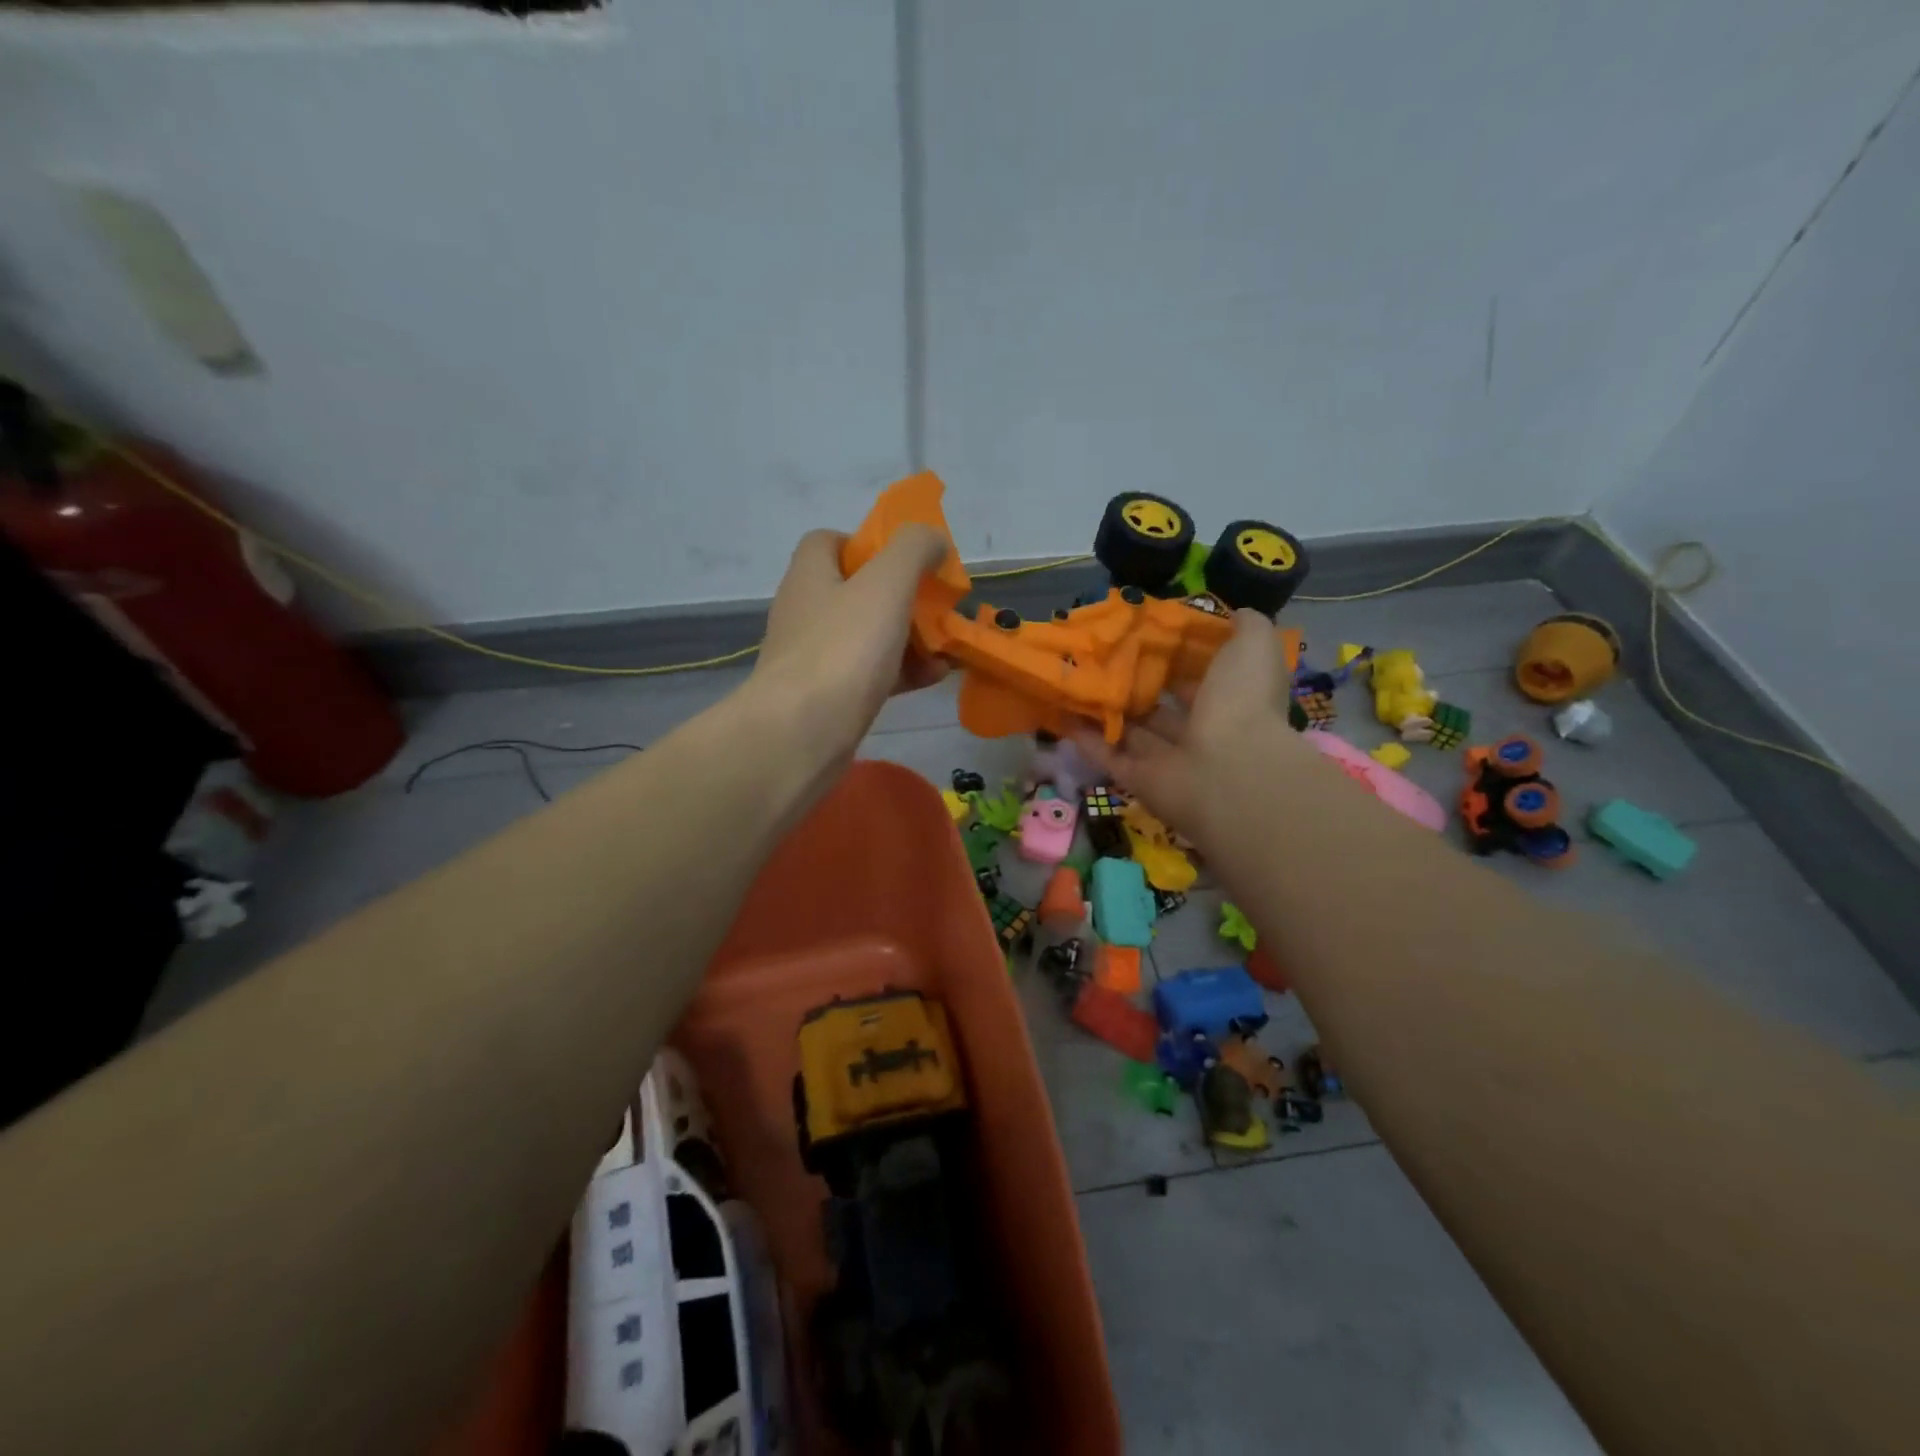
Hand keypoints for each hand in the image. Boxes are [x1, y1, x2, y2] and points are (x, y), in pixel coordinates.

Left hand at [750, 524, 950, 761]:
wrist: (801, 735)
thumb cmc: (843, 650)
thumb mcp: (886, 584)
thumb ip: (913, 551)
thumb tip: (932, 538)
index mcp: (810, 575)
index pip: (829, 541)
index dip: (868, 543)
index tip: (904, 560)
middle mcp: (806, 611)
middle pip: (856, 591)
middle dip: (901, 596)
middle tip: (936, 606)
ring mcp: (813, 657)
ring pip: (867, 636)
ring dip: (908, 637)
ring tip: (946, 646)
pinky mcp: (825, 697)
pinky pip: (869, 674)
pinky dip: (901, 672)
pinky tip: (933, 678)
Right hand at [1072, 609, 1314, 841]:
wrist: (1228, 772)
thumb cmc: (1241, 701)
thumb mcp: (1254, 646)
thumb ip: (1246, 626)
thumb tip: (1233, 613)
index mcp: (1230, 700)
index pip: (1200, 676)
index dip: (1175, 656)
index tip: (1143, 633)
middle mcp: (1200, 732)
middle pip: (1161, 707)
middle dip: (1136, 684)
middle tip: (1101, 656)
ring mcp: (1168, 761)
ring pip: (1133, 732)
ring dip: (1108, 710)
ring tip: (1075, 681)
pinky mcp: (1138, 781)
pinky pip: (1109, 756)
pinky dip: (1087, 739)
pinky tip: (1063, 713)